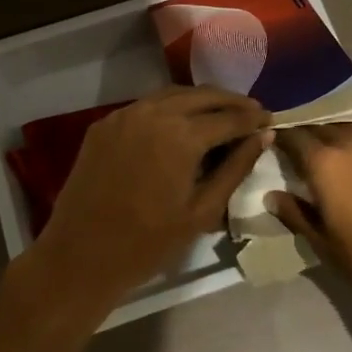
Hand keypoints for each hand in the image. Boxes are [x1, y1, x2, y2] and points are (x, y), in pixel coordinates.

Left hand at [30, 87, 271, 304]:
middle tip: (251, 111)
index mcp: (181, 135)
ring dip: (200, 100)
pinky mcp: (104, 125)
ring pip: (171, 95)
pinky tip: (180, 122)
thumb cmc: (148, 243)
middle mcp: (153, 113)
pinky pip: (145, 106)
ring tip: (221, 113)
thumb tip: (264, 136)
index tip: (270, 119)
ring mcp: (124, 115)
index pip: (228, 117)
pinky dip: (169, 107)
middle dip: (230, 102)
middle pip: (201, 96)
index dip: (252, 117)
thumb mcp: (202, 211)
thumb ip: (235, 168)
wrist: (80, 256)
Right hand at [269, 124, 351, 312]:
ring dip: (326, 138)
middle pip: (317, 127)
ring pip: (341, 130)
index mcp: (323, 161)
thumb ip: (295, 213)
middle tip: (287, 152)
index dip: (276, 137)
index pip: (291, 135)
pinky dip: (347, 146)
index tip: (264, 144)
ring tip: (315, 157)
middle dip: (300, 135)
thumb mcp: (323, 242)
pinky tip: (345, 165)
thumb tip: (273, 196)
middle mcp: (348, 143)